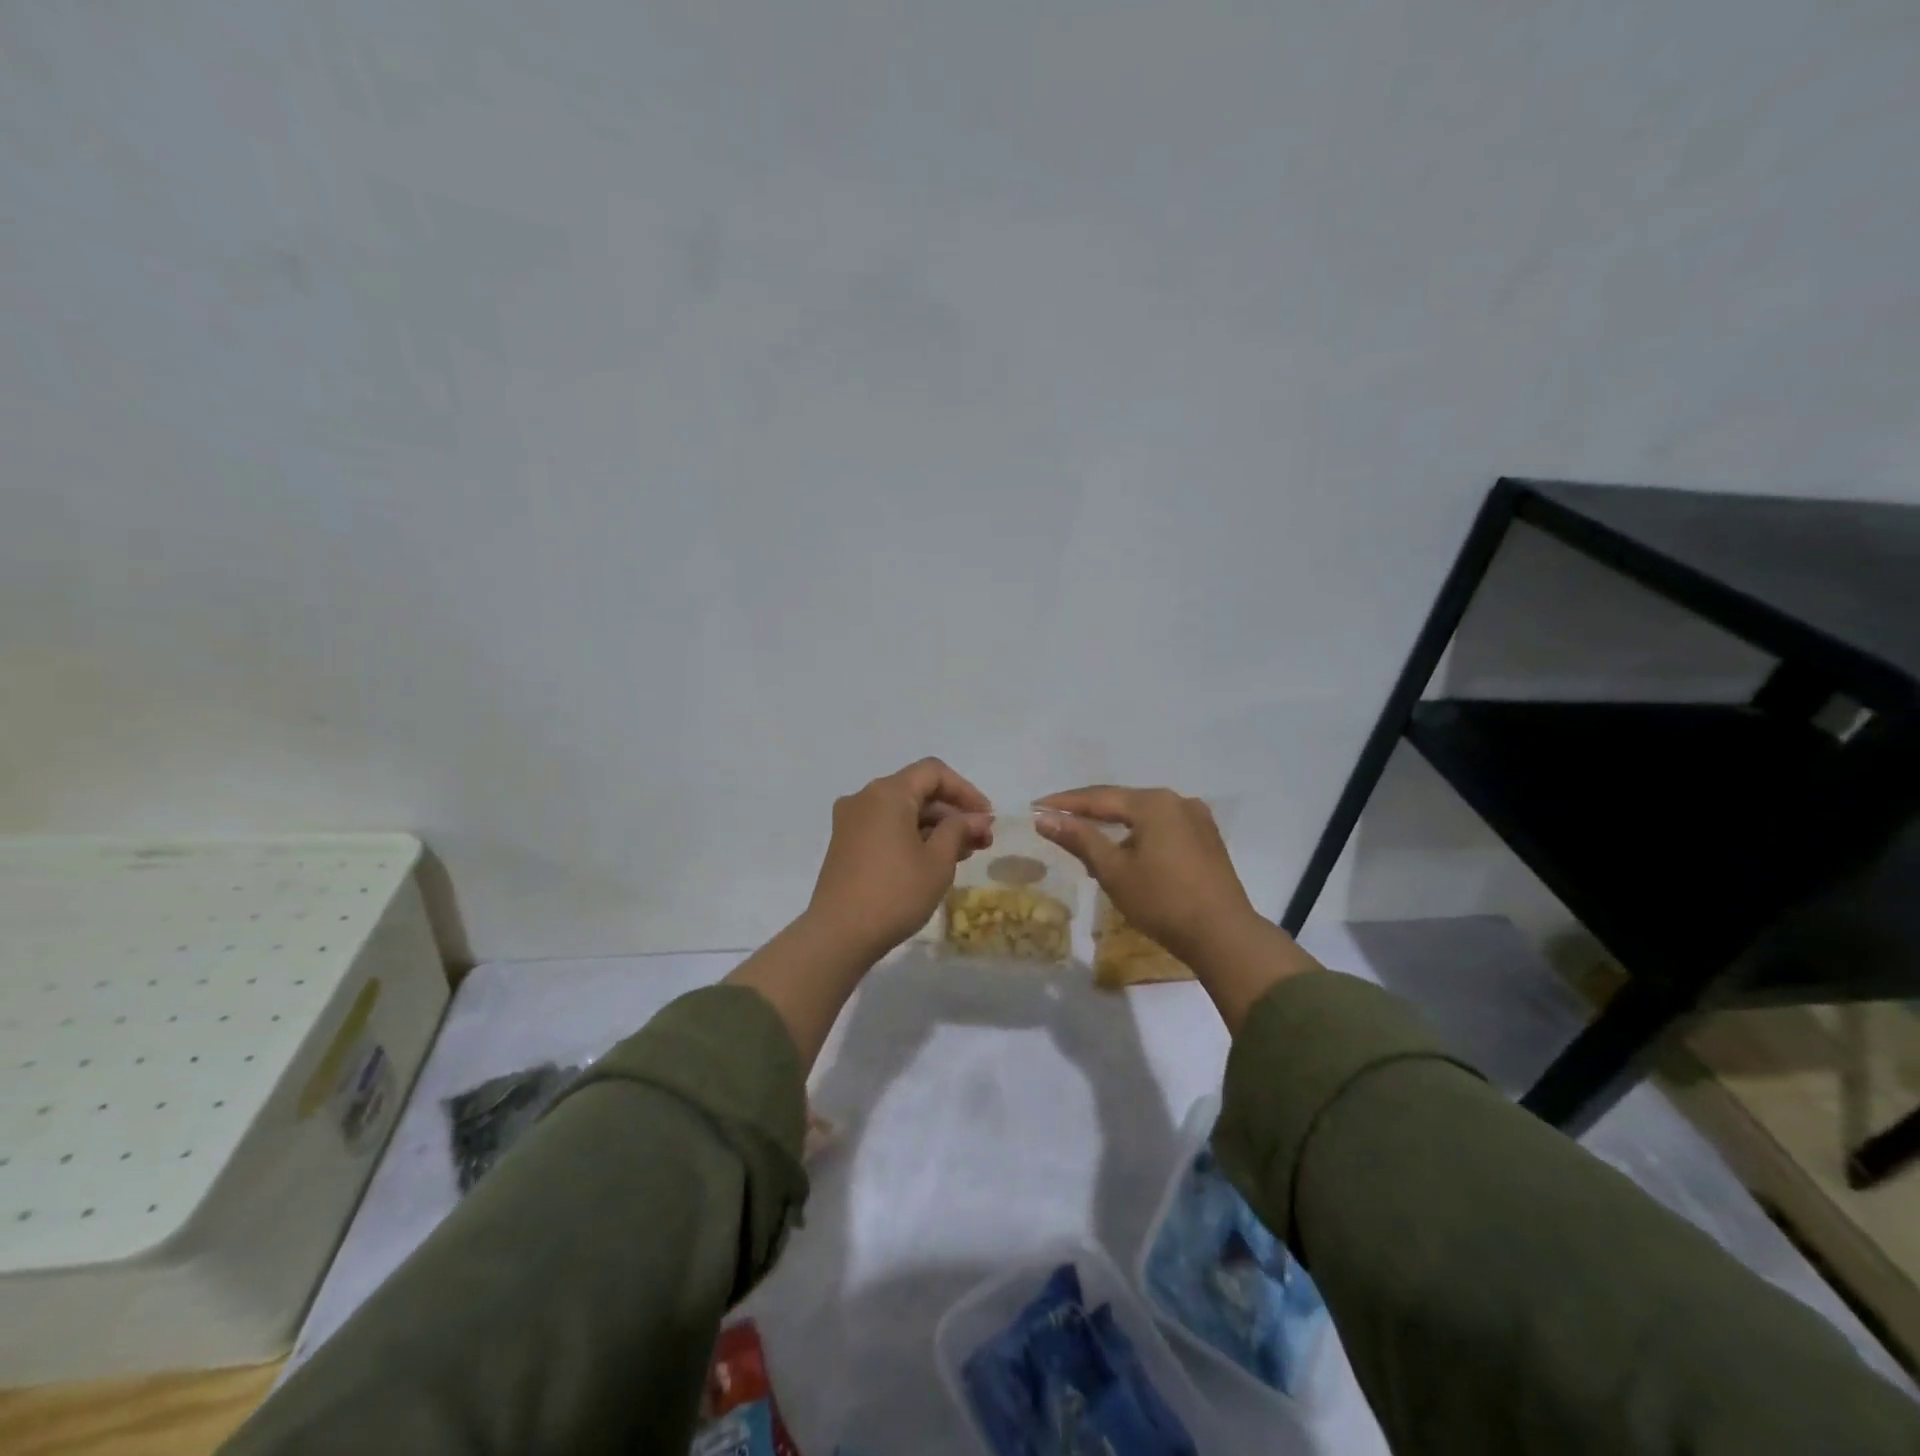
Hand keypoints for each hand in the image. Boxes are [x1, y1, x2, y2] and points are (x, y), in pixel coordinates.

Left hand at [803, 757, 992, 961]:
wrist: (838, 935)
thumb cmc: (895, 892)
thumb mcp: (938, 861)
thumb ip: (960, 830)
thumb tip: (977, 818)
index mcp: (887, 792)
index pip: (933, 772)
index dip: (966, 791)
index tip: (986, 818)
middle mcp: (865, 798)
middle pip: (917, 791)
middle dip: (953, 813)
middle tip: (982, 841)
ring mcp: (851, 822)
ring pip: (903, 812)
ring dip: (935, 827)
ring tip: (964, 854)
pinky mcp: (845, 845)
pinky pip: (886, 828)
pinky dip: (913, 837)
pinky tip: (934, 861)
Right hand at [1034, 786, 1258, 966]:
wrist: (1223, 935)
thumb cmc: (1162, 901)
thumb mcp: (1113, 870)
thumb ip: (1080, 839)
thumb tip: (1045, 818)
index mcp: (1153, 803)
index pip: (1099, 797)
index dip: (1065, 803)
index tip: (1036, 807)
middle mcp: (1177, 801)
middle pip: (1122, 802)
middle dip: (1089, 813)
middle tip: (1057, 820)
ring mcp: (1197, 819)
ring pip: (1143, 816)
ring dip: (1114, 826)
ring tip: (1087, 841)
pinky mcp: (1207, 840)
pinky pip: (1162, 828)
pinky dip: (1138, 835)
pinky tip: (1126, 852)